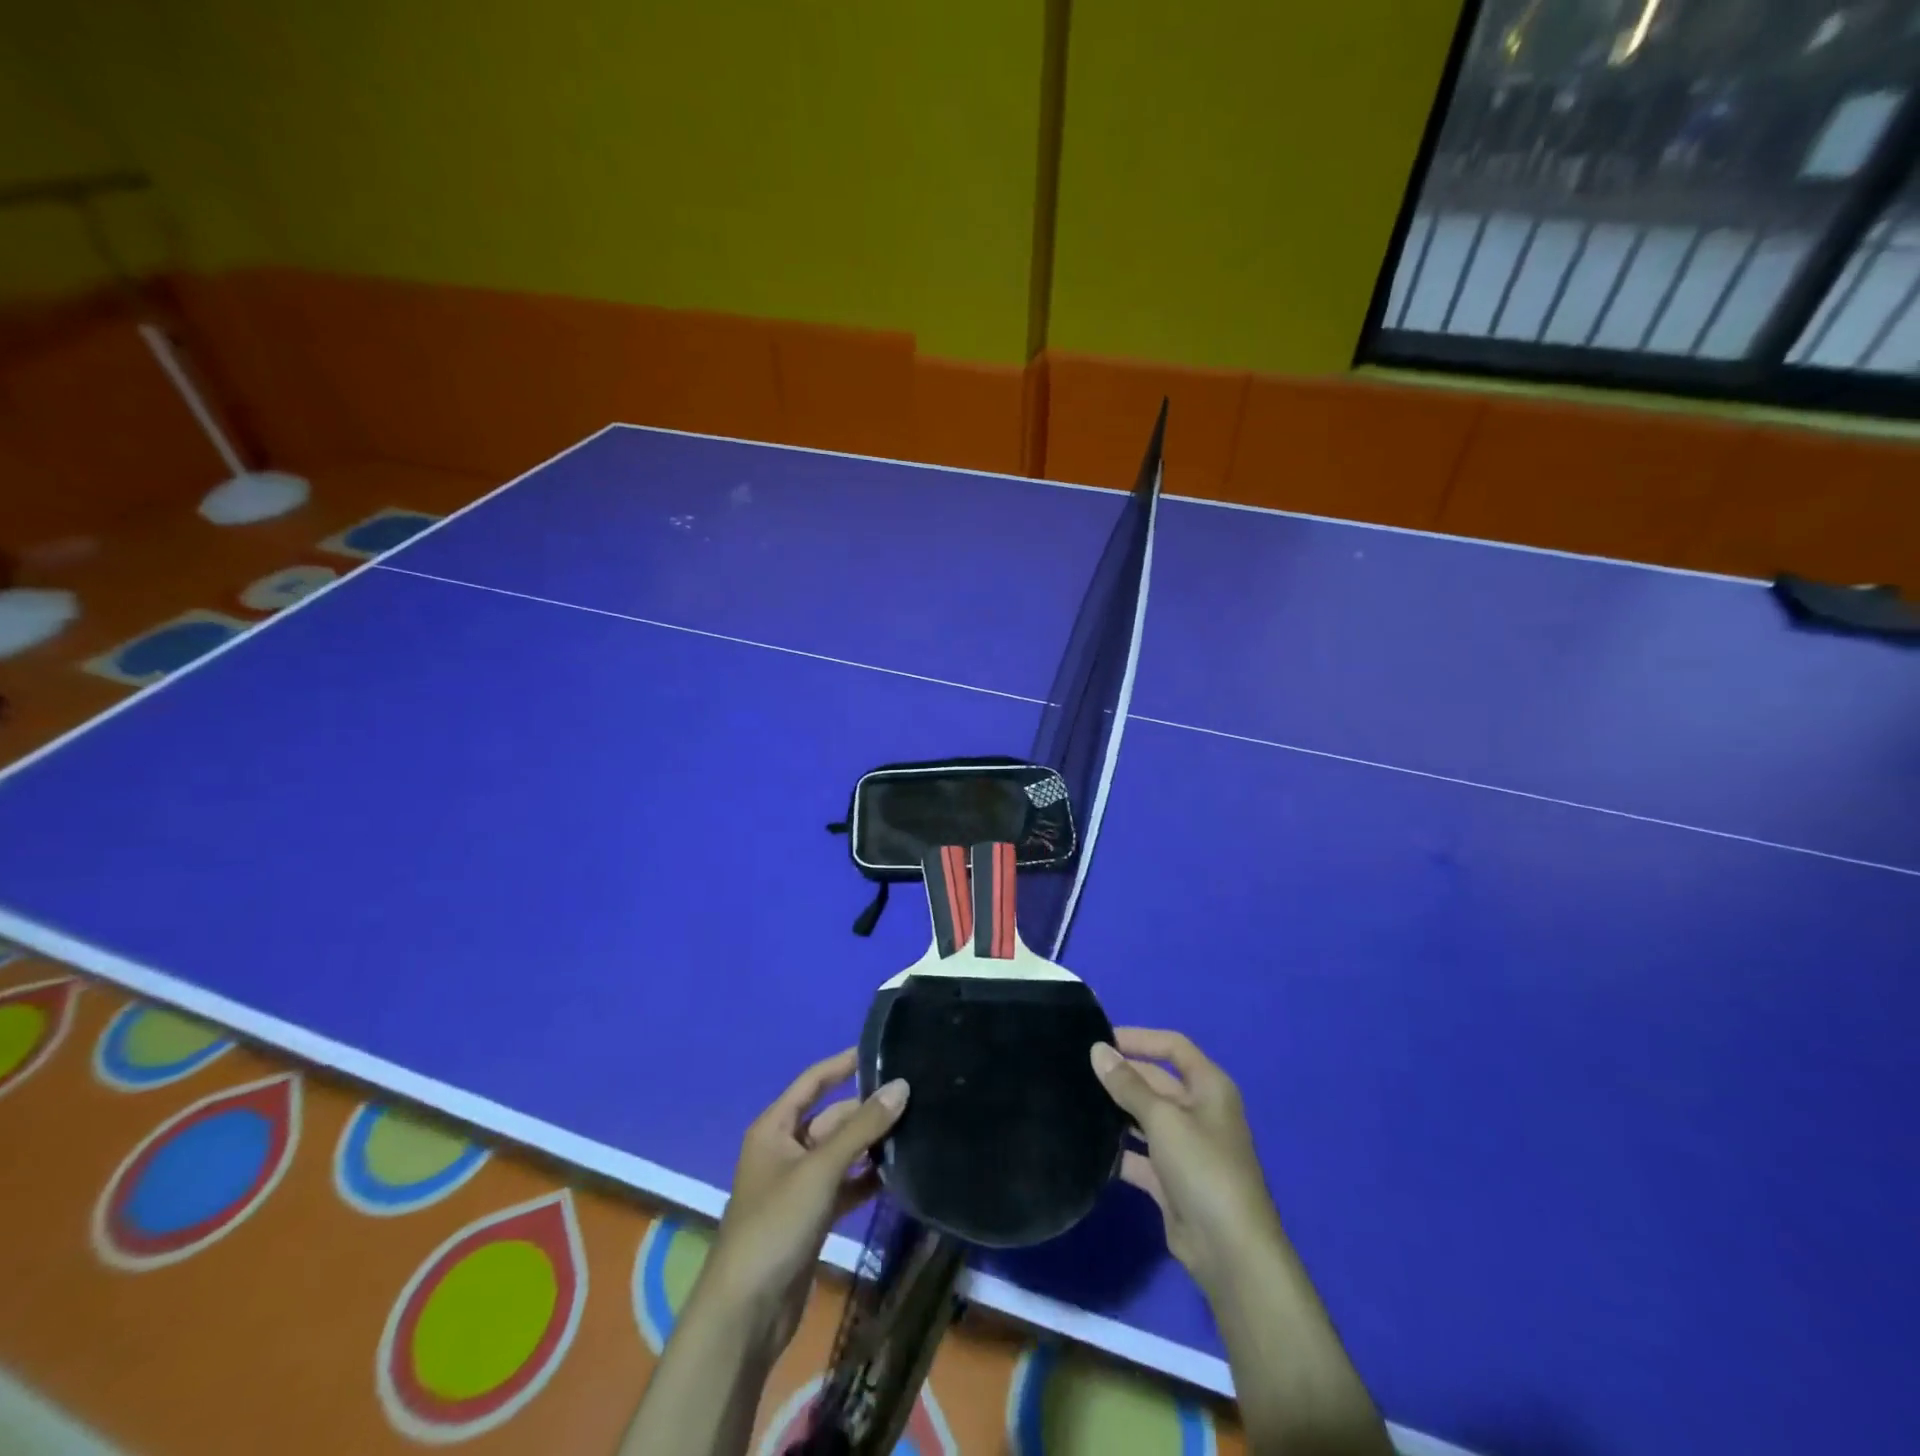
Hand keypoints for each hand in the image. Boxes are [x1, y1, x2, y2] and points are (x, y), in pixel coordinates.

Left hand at [695, 1049, 908, 1356]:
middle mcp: (786, 1149)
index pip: (814, 1081)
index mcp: (775, 1128)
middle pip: (833, 1117)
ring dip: (871, 1144)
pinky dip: (867, 1178)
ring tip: (916, 1129)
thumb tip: (901, 1085)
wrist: (746, 1313)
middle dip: (868, 1109)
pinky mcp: (813, 1216)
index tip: (883, 1050)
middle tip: (916, 1098)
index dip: (845, 1063)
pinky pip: (846, 1184)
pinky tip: (900, 1173)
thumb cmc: (775, 1225)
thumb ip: (862, 1128)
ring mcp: (800, 1184)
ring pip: (842, 1151)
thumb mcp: (820, 1170)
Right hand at [1091, 1028, 1284, 1293]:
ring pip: (1146, 1118)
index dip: (1139, 1038)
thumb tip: (1097, 1050)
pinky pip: (1141, 1155)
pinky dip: (1120, 1150)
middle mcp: (1200, 1112)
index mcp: (1209, 1087)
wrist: (1230, 1252)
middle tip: (1078, 1071)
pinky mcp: (1172, 1181)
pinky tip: (1088, 1145)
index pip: (1173, 1047)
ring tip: (1076, 1100)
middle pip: (1156, 1081)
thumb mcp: (1163, 1119)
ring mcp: (1186, 1148)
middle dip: (1123, 1075)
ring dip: (1117, 1111)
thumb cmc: (1203, 1168)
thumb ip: (1128, 1084)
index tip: (1100, 1040)